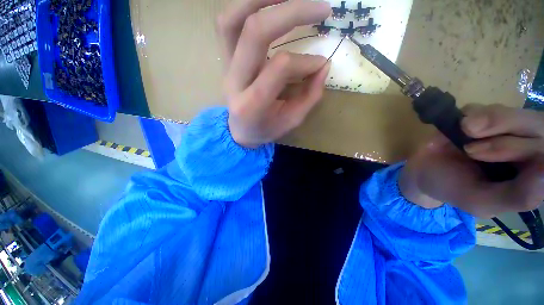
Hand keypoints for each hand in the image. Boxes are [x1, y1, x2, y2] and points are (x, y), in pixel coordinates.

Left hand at [217, 0, 331, 147]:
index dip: (305, 61)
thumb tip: (323, 65)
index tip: (321, 64)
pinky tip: (271, 5)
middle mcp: (234, 81)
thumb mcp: (291, 121)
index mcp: (252, 105)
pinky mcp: (225, 59)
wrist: (240, 131)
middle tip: (323, 8)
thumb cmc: (266, 129)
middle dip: (292, 12)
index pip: (279, 68)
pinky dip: (248, 6)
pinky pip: (228, 24)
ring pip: (234, 19)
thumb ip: (309, 96)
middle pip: (255, 32)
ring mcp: (226, 67)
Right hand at [400, 104, 543, 217]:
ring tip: (466, 132)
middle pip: (537, 129)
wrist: (423, 172)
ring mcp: (502, 128)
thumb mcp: (484, 202)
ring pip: (514, 115)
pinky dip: (474, 113)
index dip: (533, 153)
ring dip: (491, 122)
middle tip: (472, 150)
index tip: (503, 163)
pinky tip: (461, 126)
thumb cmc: (455, 190)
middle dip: (507, 139)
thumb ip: (518, 196)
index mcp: (533, 172)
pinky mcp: (479, 115)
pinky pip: (486, 107)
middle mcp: (525, 146)